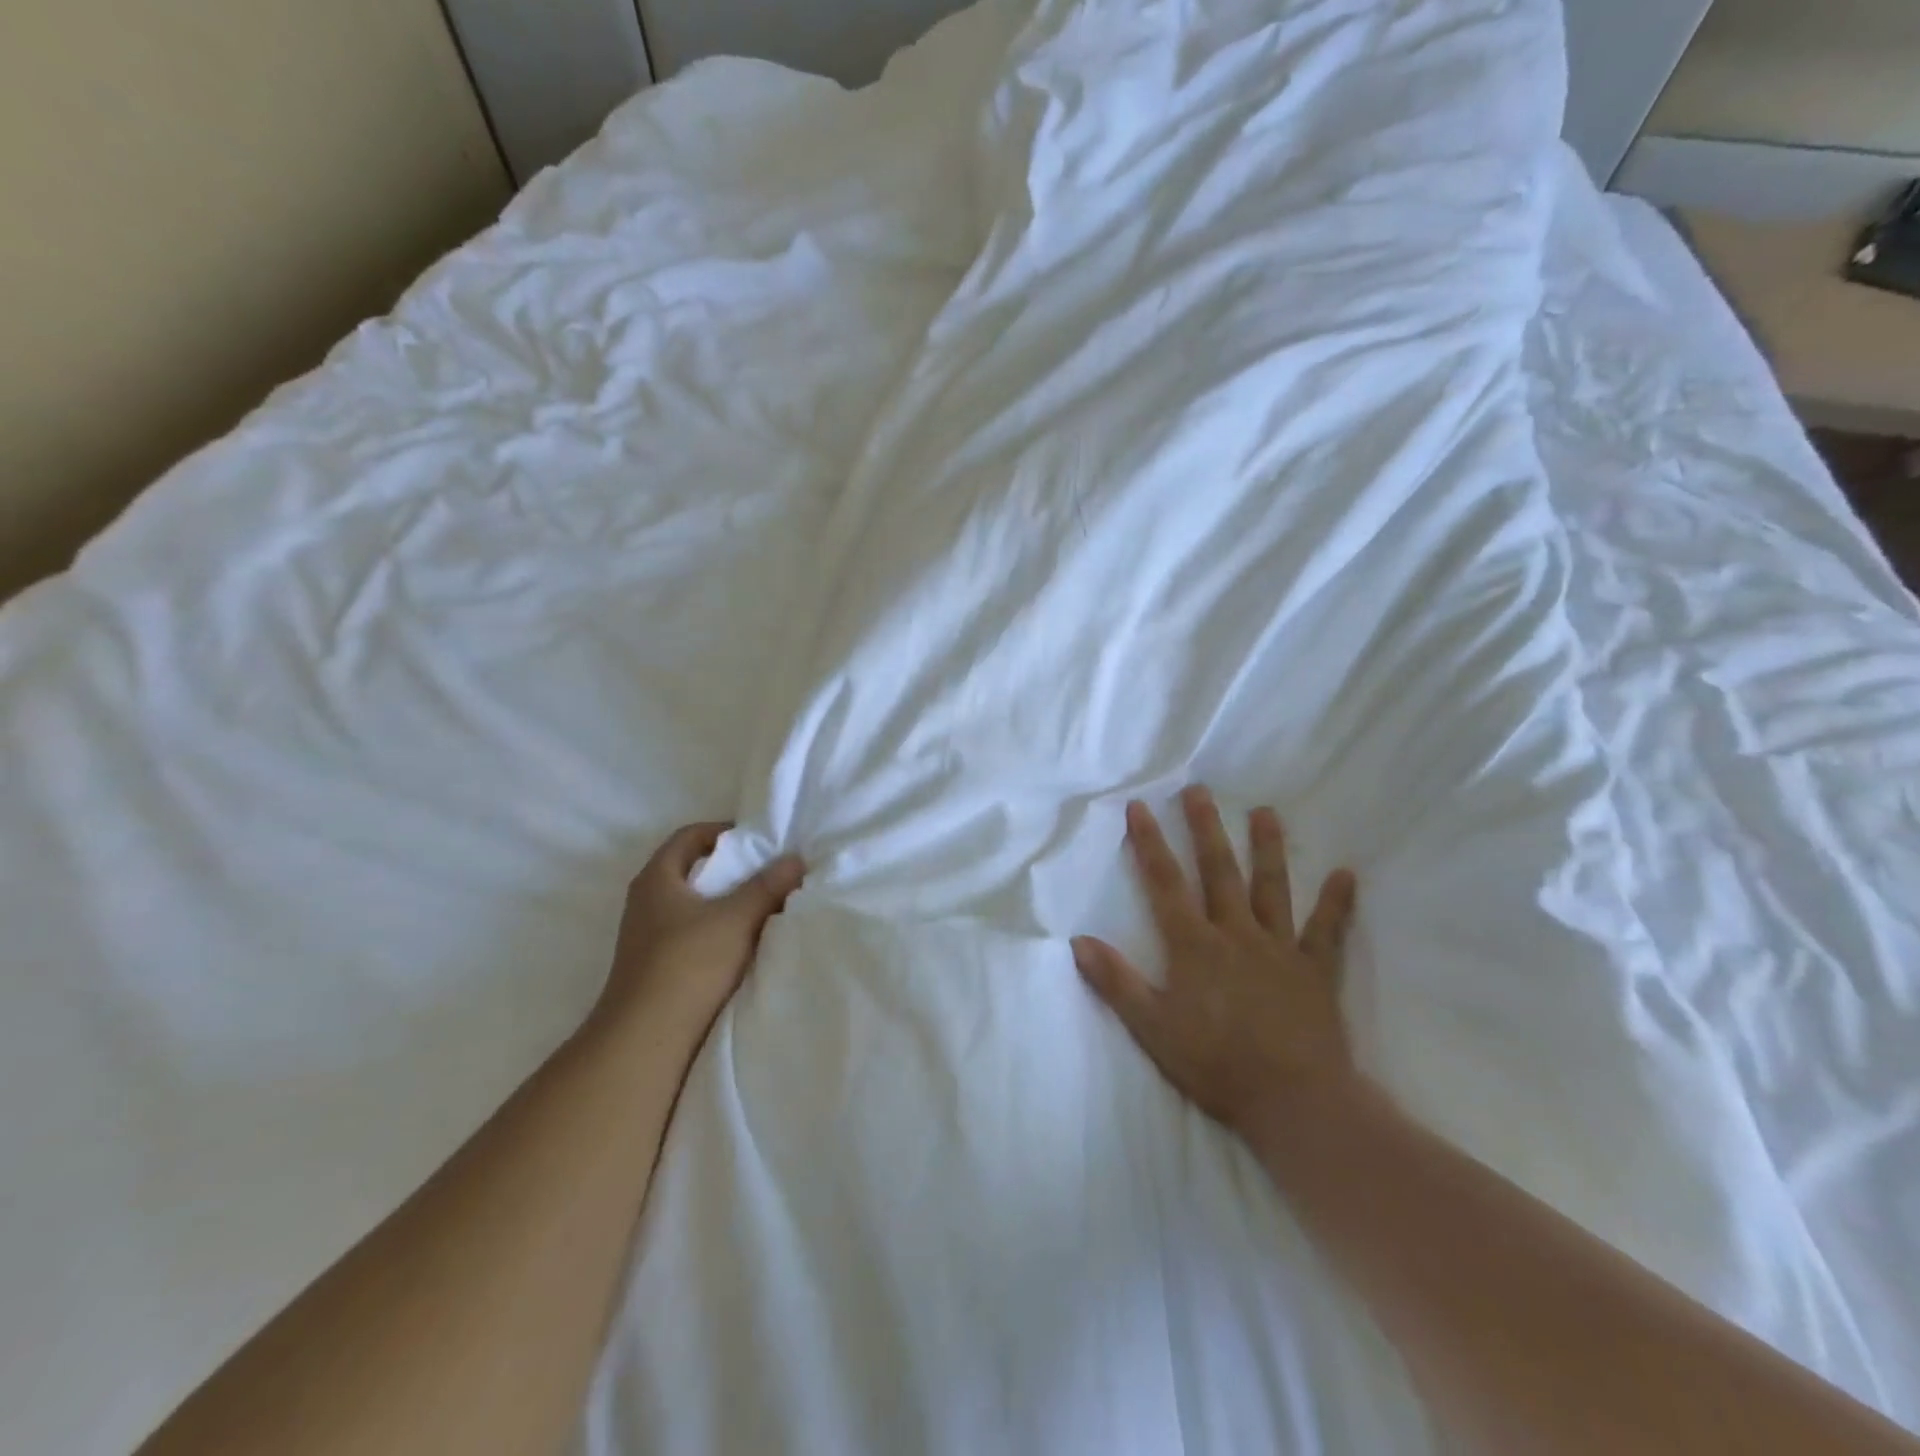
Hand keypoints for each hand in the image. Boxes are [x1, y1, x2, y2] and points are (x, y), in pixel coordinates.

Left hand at [598, 822, 804, 1033]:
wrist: (646, 1040)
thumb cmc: (687, 964)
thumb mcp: (736, 919)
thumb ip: (767, 887)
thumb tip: (795, 859)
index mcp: (657, 879)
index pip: (689, 836)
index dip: (724, 831)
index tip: (759, 840)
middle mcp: (647, 902)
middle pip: (692, 870)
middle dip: (732, 868)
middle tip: (769, 871)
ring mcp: (649, 937)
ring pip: (694, 905)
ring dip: (727, 902)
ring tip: (765, 906)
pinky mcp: (657, 966)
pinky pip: (693, 933)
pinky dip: (719, 930)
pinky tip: (745, 943)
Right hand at [1072, 787, 1357, 1134]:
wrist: (1294, 1101)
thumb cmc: (1216, 1065)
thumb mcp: (1152, 1028)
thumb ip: (1116, 982)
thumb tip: (1079, 941)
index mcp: (1194, 945)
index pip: (1165, 884)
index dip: (1149, 843)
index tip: (1140, 807)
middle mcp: (1236, 934)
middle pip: (1218, 871)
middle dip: (1206, 829)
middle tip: (1200, 790)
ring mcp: (1279, 949)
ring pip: (1271, 888)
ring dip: (1268, 848)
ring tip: (1266, 812)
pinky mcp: (1315, 971)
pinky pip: (1327, 930)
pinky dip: (1337, 902)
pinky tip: (1346, 874)